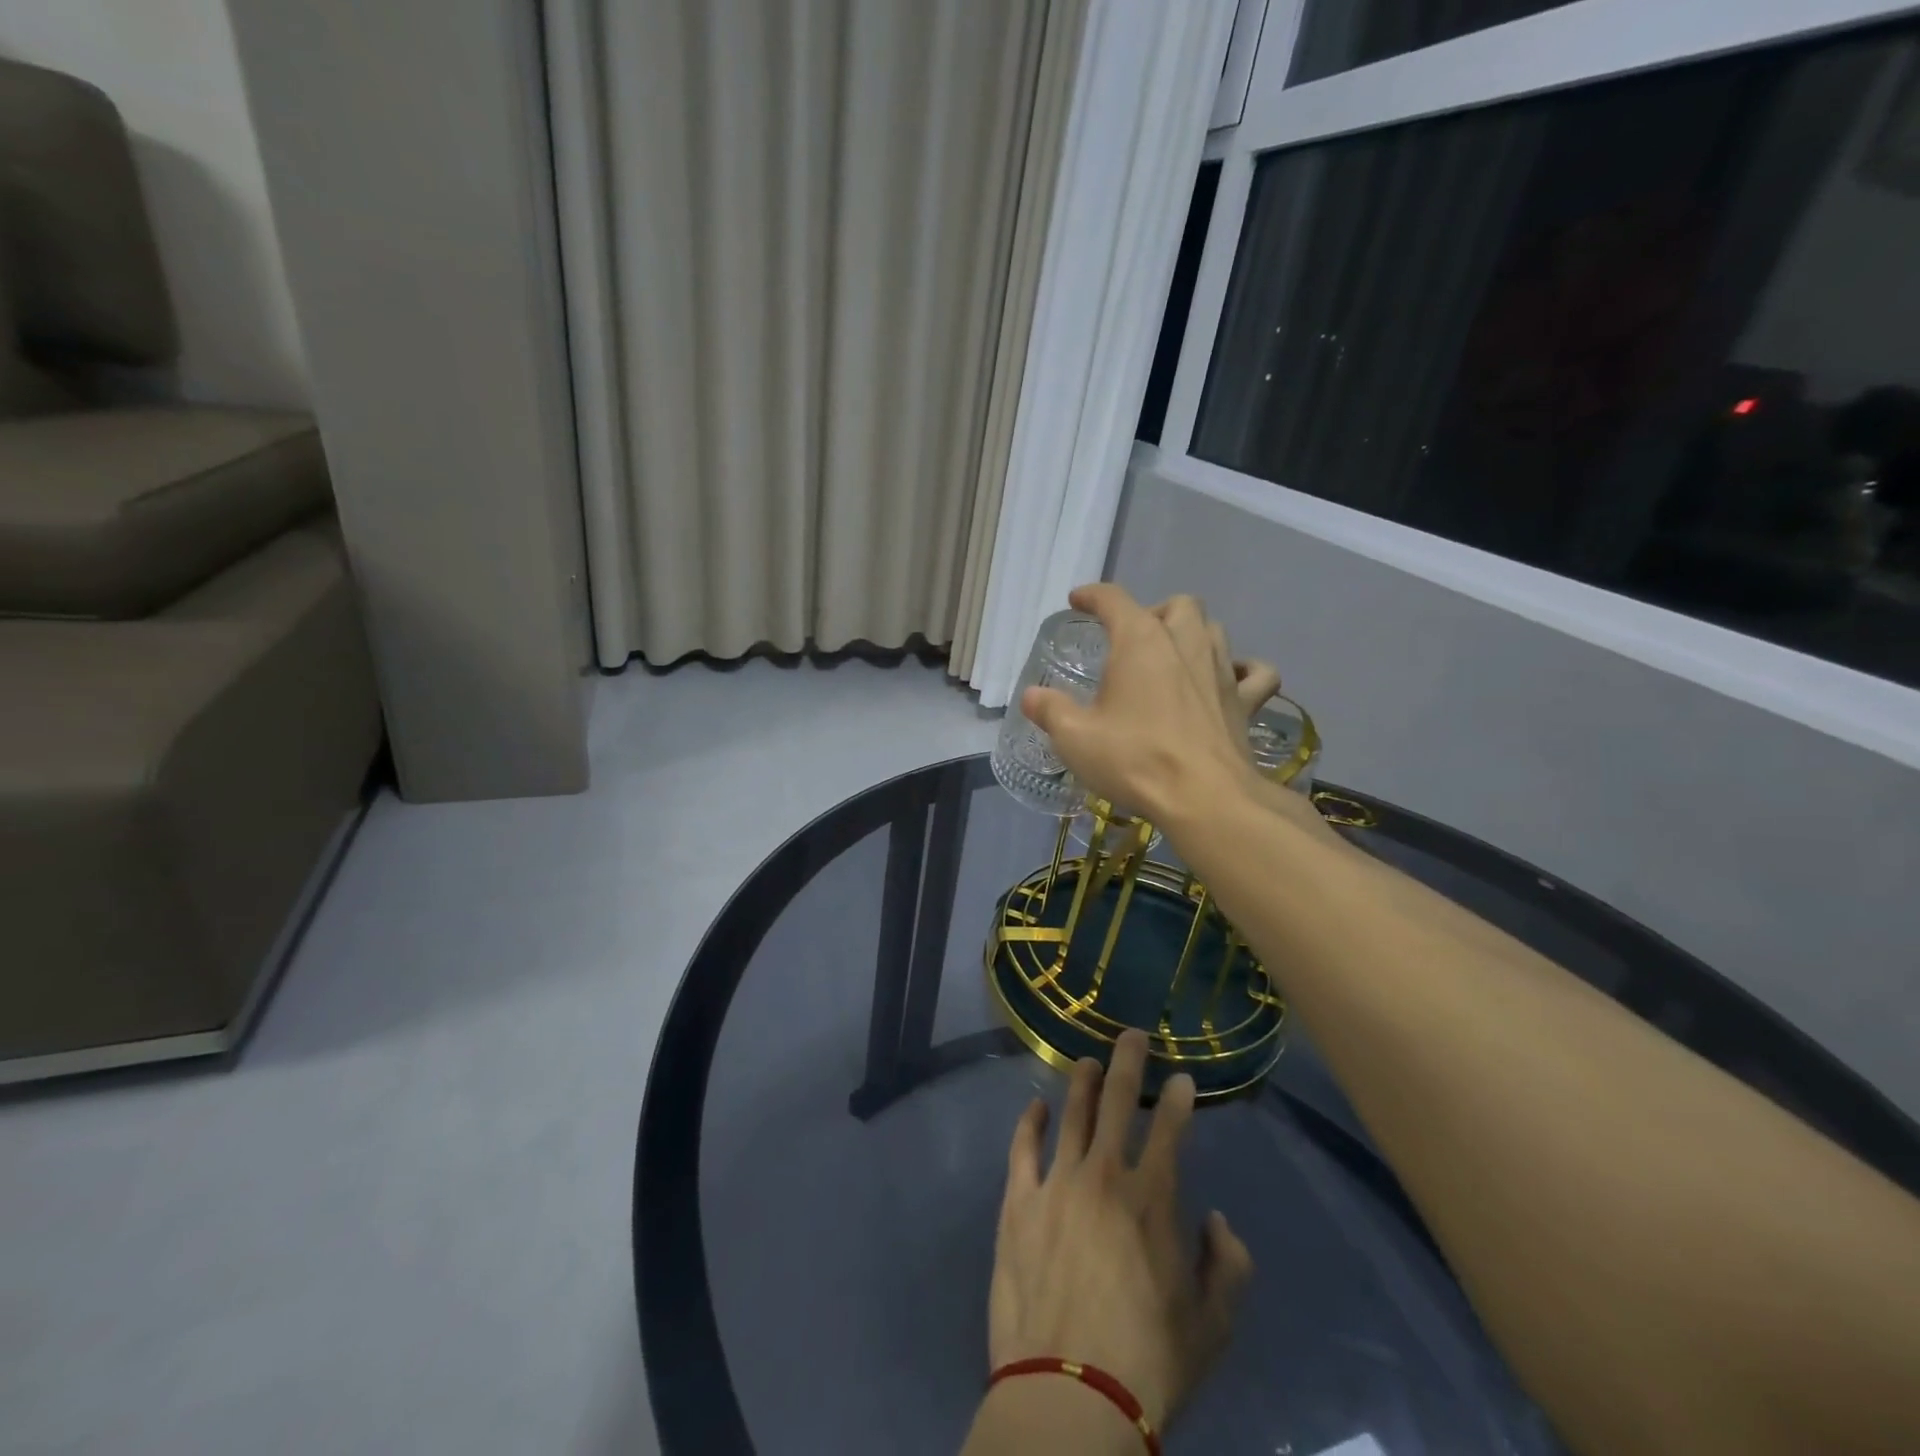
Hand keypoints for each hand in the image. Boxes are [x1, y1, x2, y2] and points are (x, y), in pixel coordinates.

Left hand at [989, 1030, 1253, 1430]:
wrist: (1069, 1393)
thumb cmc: (1149, 1363)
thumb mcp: (1212, 1326)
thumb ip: (1226, 1266)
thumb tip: (1217, 1220)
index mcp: (1152, 1199)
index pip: (1170, 1129)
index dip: (1178, 1098)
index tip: (1182, 1077)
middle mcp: (1103, 1175)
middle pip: (1116, 1100)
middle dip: (1128, 1062)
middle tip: (1131, 1035)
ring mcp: (1056, 1183)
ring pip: (1071, 1114)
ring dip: (1081, 1082)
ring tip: (1086, 1061)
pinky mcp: (1018, 1202)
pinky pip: (1023, 1148)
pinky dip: (1030, 1122)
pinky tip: (1036, 1106)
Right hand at [1023, 584, 1255, 826]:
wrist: (1205, 798)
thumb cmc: (1134, 759)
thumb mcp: (1075, 737)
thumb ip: (1049, 710)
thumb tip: (1032, 696)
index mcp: (1141, 641)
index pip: (1114, 599)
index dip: (1093, 595)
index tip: (1078, 600)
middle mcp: (1185, 643)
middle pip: (1177, 604)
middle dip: (1153, 611)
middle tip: (1133, 640)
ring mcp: (1222, 670)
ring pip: (1214, 629)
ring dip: (1193, 633)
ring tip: (1174, 657)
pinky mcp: (1246, 702)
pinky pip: (1256, 673)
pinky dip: (1244, 670)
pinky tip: (1230, 680)